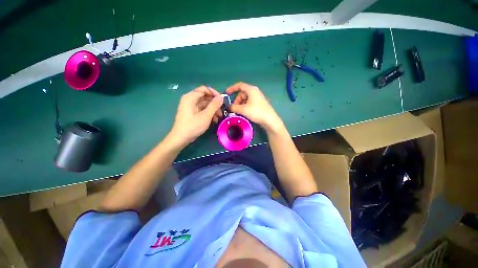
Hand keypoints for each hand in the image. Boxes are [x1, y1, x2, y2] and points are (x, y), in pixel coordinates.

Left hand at [168, 86, 222, 146]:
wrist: (181, 138)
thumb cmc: (193, 126)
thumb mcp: (206, 115)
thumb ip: (214, 105)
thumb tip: (221, 97)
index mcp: (191, 97)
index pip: (204, 89)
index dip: (214, 93)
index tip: (221, 101)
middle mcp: (190, 99)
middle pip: (205, 97)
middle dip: (215, 103)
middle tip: (222, 111)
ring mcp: (191, 106)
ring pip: (205, 104)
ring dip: (213, 109)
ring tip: (219, 117)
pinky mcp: (193, 112)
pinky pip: (203, 109)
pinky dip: (209, 113)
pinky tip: (214, 120)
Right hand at [226, 82, 283, 131]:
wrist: (270, 120)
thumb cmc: (256, 112)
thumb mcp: (243, 109)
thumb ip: (234, 107)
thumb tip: (228, 107)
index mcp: (251, 90)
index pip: (239, 85)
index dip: (232, 88)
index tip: (226, 93)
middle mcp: (255, 92)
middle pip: (242, 93)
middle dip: (237, 100)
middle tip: (234, 108)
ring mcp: (257, 98)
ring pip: (246, 99)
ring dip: (240, 104)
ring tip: (238, 112)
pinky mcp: (259, 104)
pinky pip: (249, 102)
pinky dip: (245, 106)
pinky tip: (244, 112)